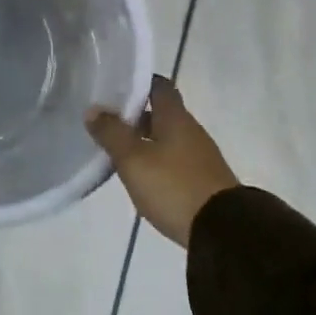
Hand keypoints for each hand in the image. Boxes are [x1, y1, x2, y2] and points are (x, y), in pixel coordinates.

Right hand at [86, 75, 238, 247]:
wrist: (222, 231)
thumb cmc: (173, 186)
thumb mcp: (134, 159)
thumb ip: (112, 133)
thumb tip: (93, 109)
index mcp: (175, 117)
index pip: (159, 86)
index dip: (138, 83)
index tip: (115, 88)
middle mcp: (191, 130)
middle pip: (162, 114)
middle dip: (136, 116)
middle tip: (108, 124)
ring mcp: (200, 156)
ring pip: (168, 138)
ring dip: (145, 141)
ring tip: (118, 152)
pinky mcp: (203, 180)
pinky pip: (176, 161)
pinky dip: (158, 162)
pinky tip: (143, 177)